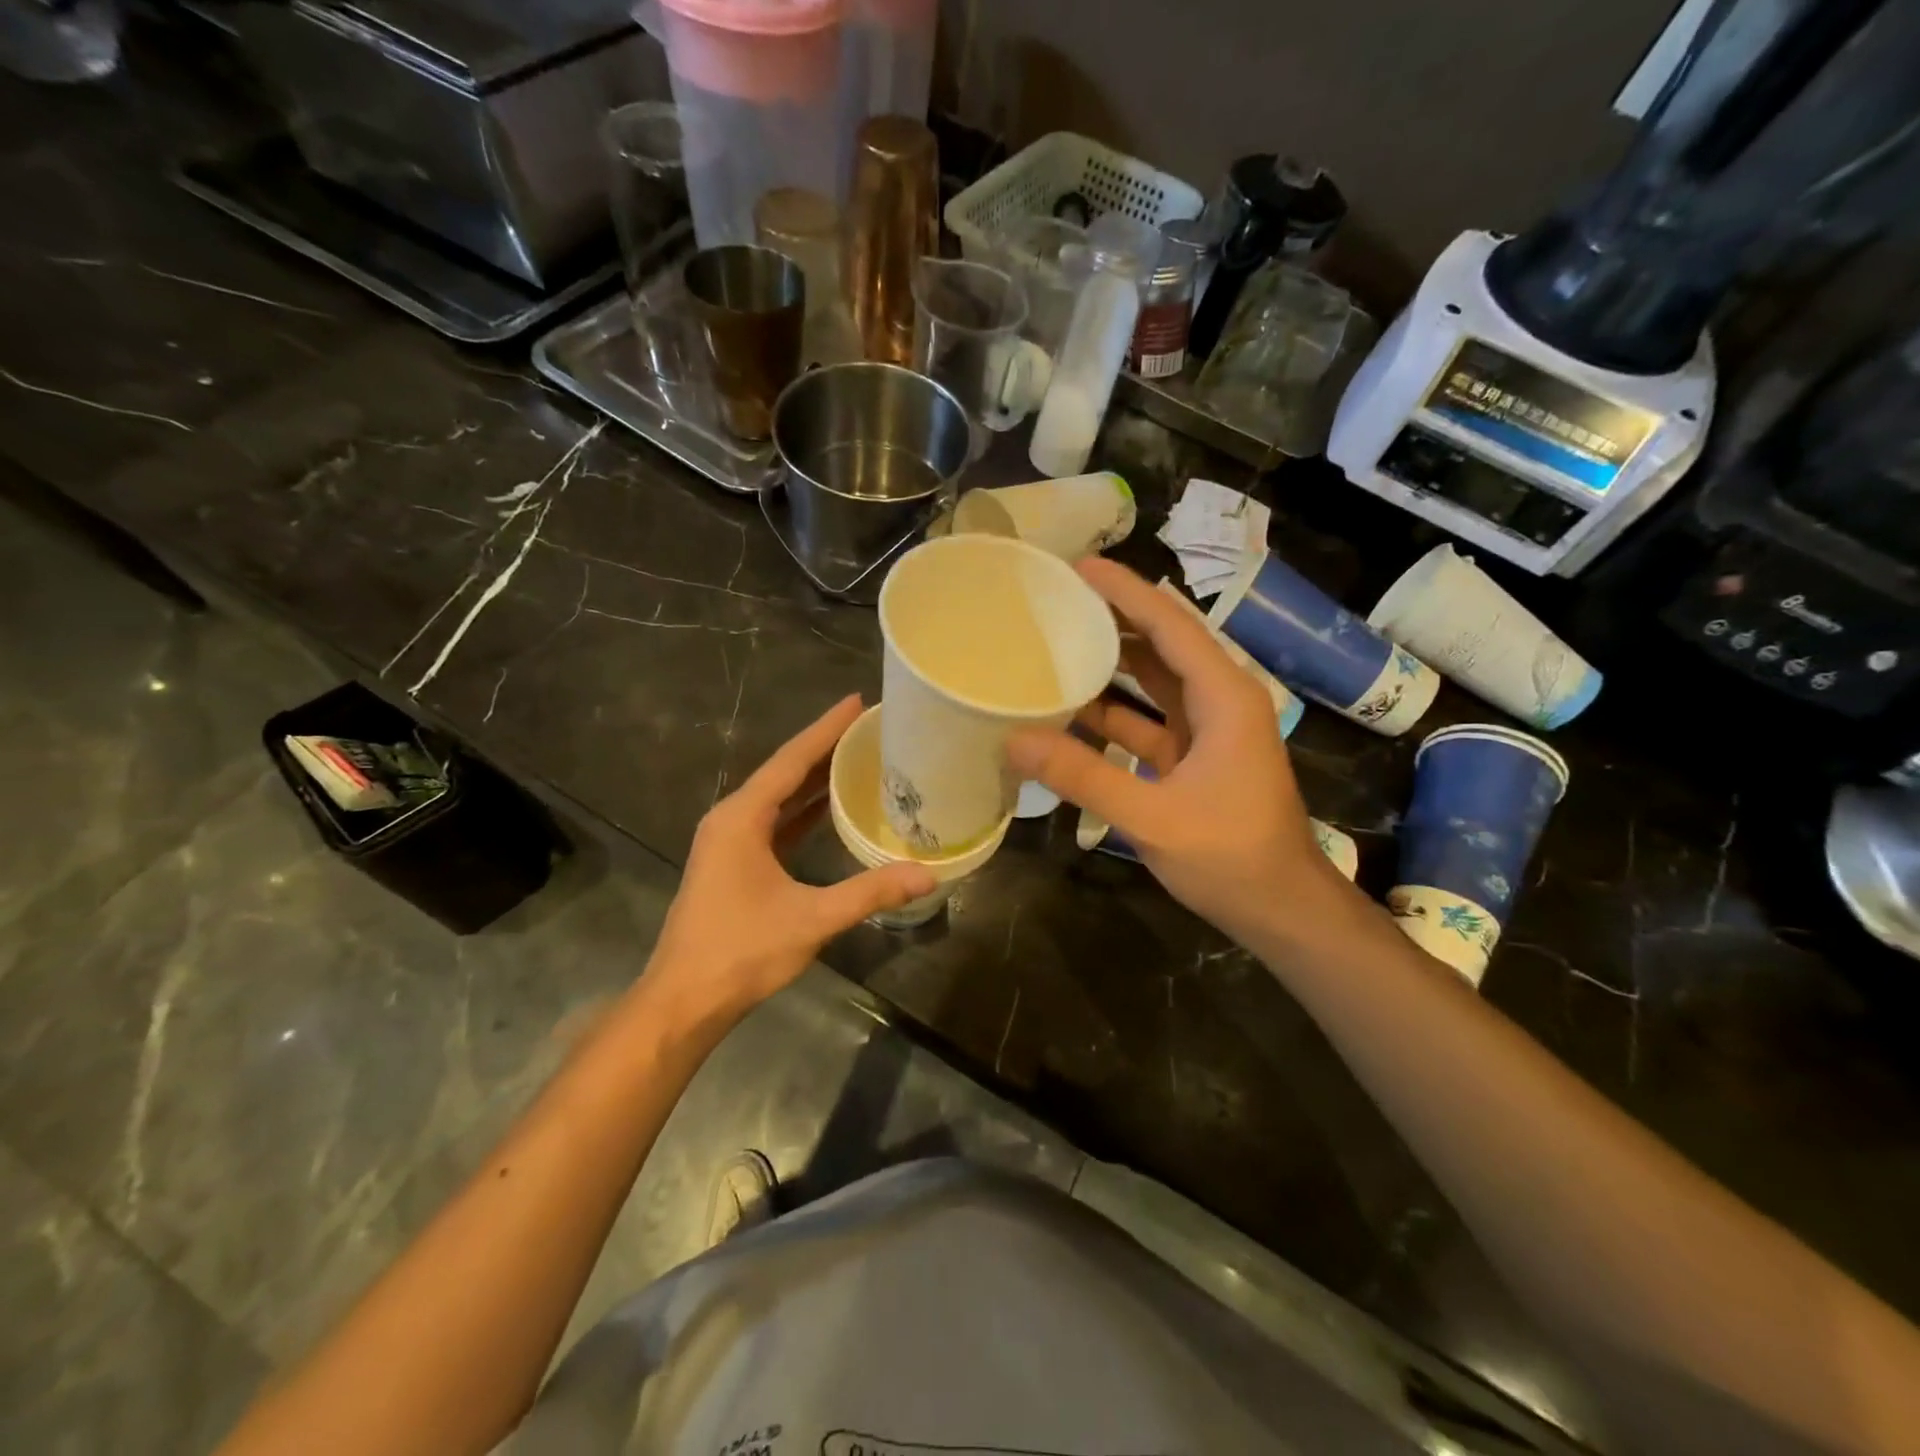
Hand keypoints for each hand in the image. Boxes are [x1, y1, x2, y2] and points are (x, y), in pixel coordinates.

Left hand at [643, 696, 935, 1025]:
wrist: (684, 1000)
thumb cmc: (742, 951)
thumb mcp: (812, 918)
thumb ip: (870, 892)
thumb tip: (928, 874)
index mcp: (742, 818)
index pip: (792, 760)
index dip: (826, 729)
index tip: (857, 702)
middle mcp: (732, 819)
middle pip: (784, 772)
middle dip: (824, 748)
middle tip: (868, 727)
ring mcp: (729, 842)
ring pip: (778, 798)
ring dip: (814, 779)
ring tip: (856, 757)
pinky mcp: (733, 864)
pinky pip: (773, 823)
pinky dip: (802, 811)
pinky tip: (830, 808)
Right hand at [1007, 559, 1341, 946]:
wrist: (1283, 910)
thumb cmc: (1231, 857)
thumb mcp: (1152, 817)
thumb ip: (1083, 776)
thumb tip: (1014, 739)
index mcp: (1224, 697)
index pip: (1170, 625)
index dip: (1126, 592)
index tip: (1079, 567)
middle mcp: (1219, 701)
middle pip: (1162, 643)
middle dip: (1114, 617)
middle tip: (1057, 599)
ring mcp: (1207, 731)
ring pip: (1154, 681)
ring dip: (1111, 663)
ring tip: (1056, 642)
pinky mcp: (1194, 758)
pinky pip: (1147, 719)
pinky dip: (1112, 713)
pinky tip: (1069, 711)